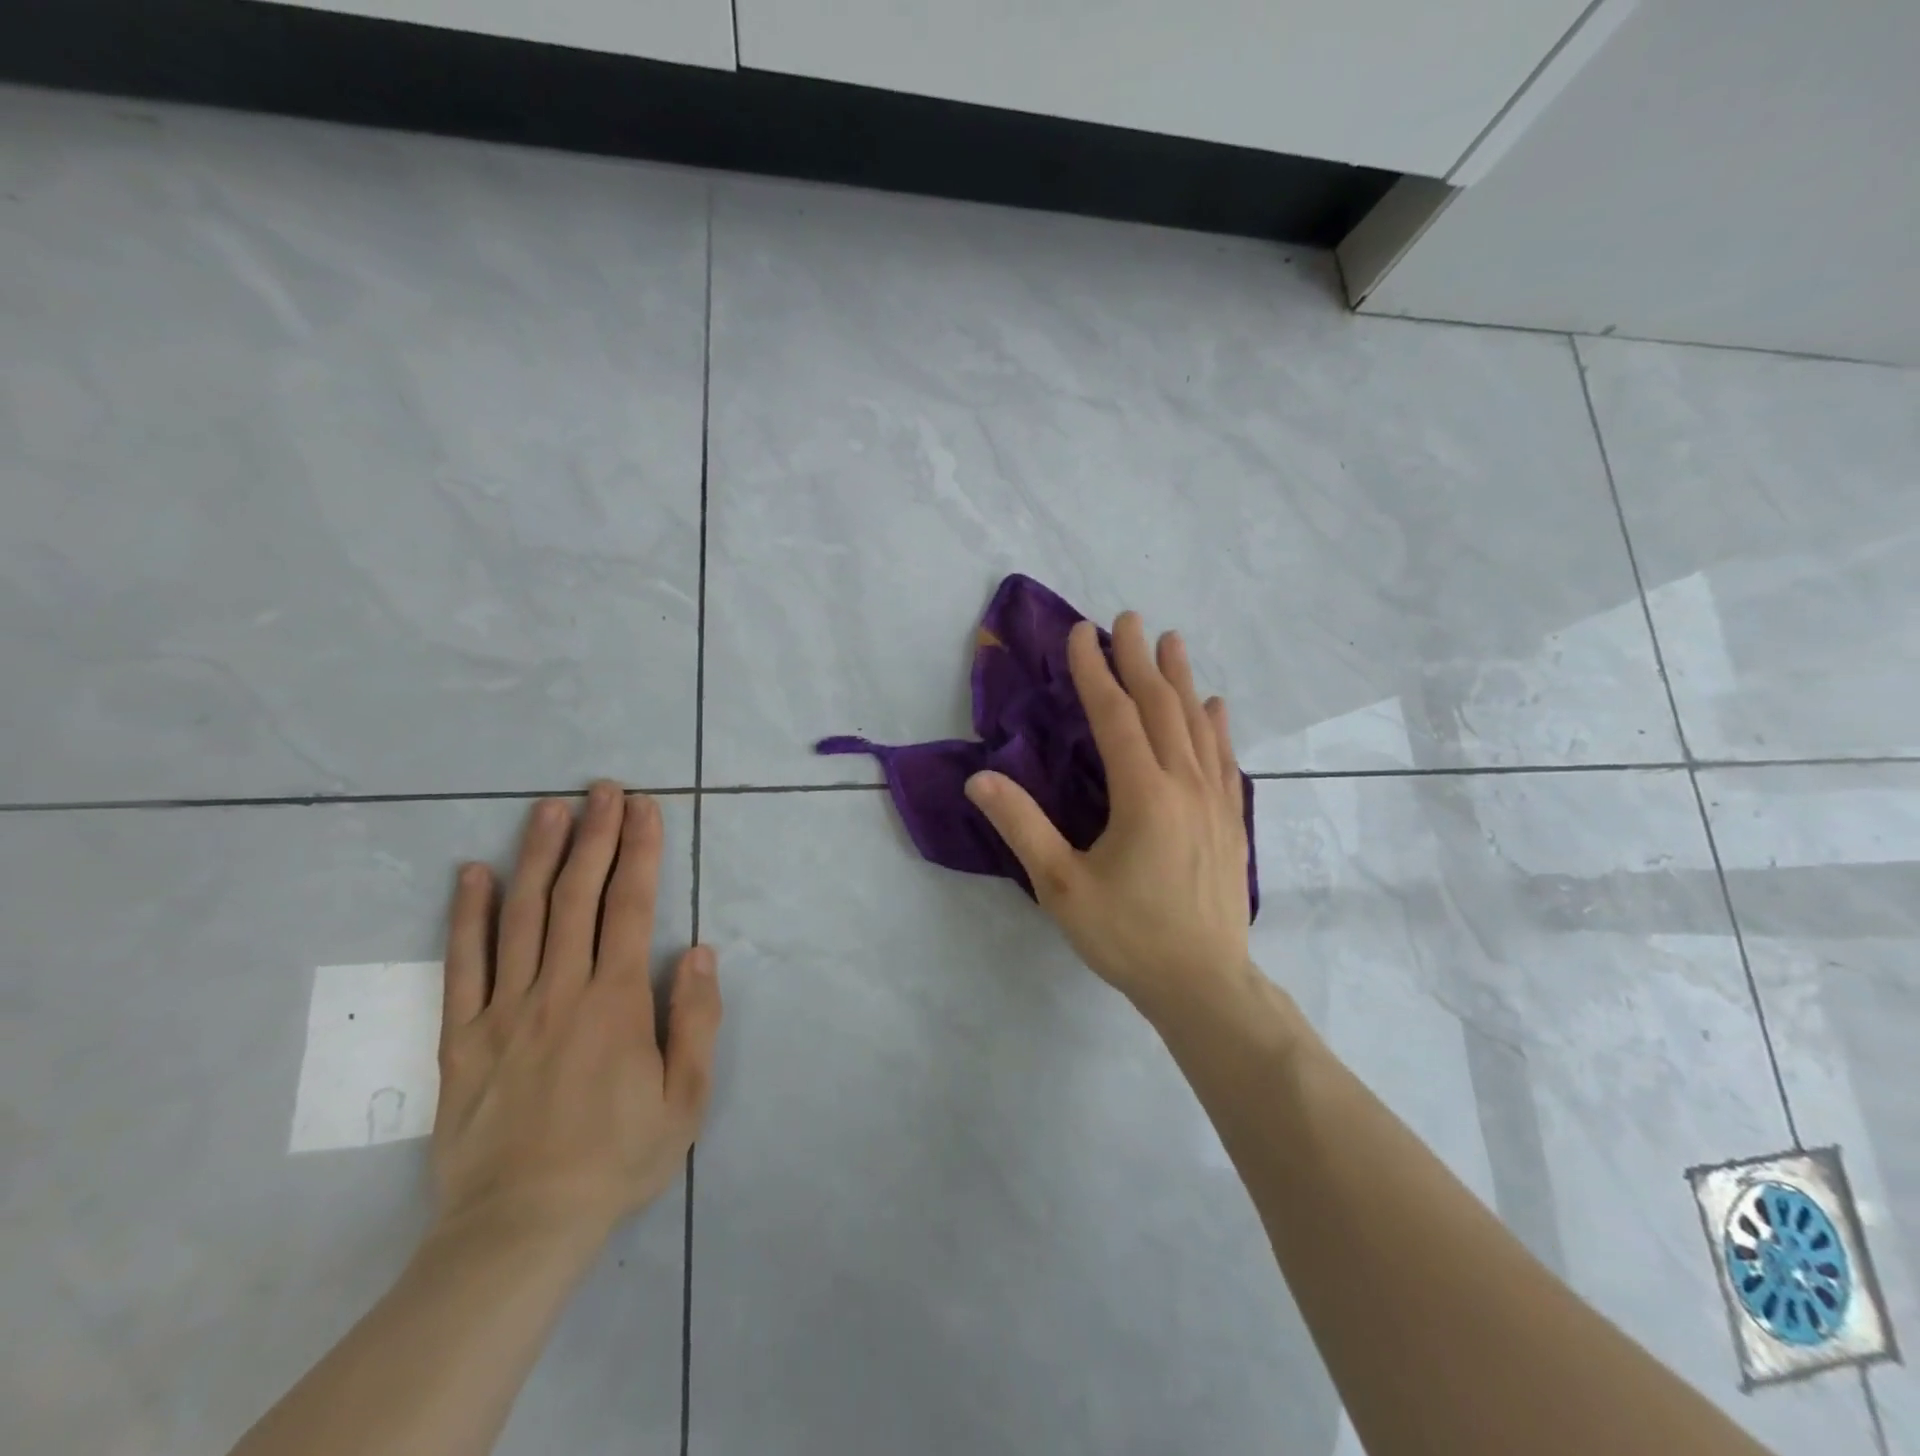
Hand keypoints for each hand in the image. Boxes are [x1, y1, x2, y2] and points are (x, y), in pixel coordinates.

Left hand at [432, 782, 721, 1246]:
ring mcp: (504, 1010)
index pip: (630, 906)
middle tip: (602, 788)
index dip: (640, 851)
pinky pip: (462, 966)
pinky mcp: (461, 1038)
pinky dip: (465, 916)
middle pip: (577, 895)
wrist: (519, 1229)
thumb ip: (696, 1018)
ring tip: (549, 808)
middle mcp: (559, 989)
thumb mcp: (686, 1098)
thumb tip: (698, 949)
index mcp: (616, 1001)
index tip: (644, 808)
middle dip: (594, 835)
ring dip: (537, 855)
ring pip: (521, 916)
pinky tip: (470, 874)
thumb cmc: (617, 1159)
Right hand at [965, 613, 1251, 1021]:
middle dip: (1140, 660)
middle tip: (1127, 619)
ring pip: (1197, 725)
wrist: (1205, 984)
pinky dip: (1216, 726)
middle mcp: (1184, 784)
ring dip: (1181, 680)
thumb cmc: (1128, 935)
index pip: (1116, 715)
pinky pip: (1224, 759)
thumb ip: (1021, 827)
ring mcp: (1215, 801)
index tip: (1080, 633)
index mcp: (1143, 794)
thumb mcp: (1061, 886)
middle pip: (1161, 707)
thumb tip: (979, 778)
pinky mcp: (1231, 821)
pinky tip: (1214, 708)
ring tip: (1172, 642)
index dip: (1095, 671)